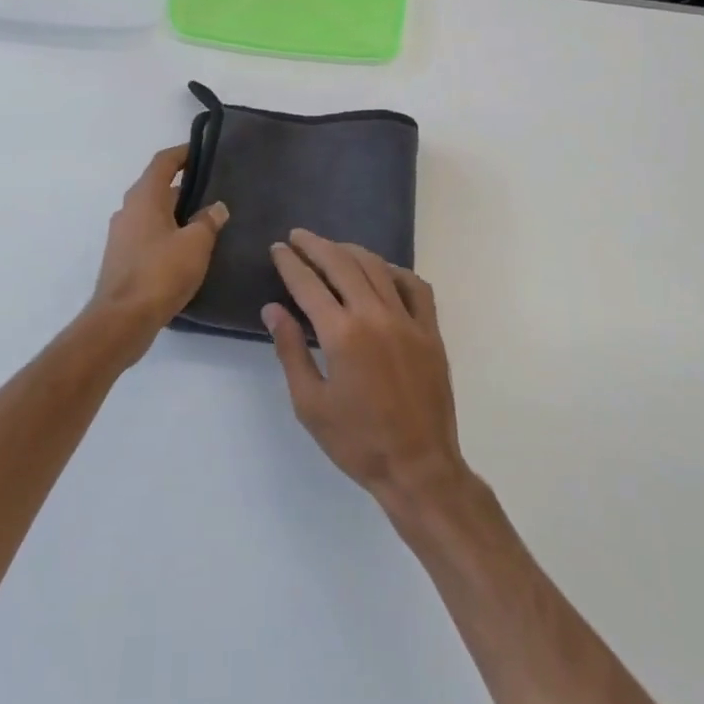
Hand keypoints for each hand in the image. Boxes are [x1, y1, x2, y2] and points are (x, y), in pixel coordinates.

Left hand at [91, 145, 227, 335]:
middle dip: (185, 187)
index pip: (163, 162)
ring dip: (176, 214)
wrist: (122, 319)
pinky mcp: (122, 258)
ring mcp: (122, 235)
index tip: (203, 151)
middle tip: (214, 192)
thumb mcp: (196, 244)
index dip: (183, 153)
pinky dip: (167, 234)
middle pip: (158, 188)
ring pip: (153, 213)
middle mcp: (128, 210)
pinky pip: (148, 235)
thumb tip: (216, 207)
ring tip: (206, 222)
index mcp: (145, 197)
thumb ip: (208, 221)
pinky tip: (187, 250)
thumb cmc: (161, 273)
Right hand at [263, 230, 467, 510]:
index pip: (309, 284)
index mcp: (342, 335)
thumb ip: (290, 350)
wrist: (418, 466)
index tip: (278, 249)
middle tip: (298, 237)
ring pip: (378, 268)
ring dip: (351, 252)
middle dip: (316, 246)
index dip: (290, 263)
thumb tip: (273, 309)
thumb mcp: (309, 403)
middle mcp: (376, 316)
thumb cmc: (357, 441)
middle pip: (342, 265)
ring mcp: (408, 321)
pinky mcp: (431, 332)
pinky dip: (396, 272)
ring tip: (332, 248)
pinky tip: (382, 272)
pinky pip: (416, 287)